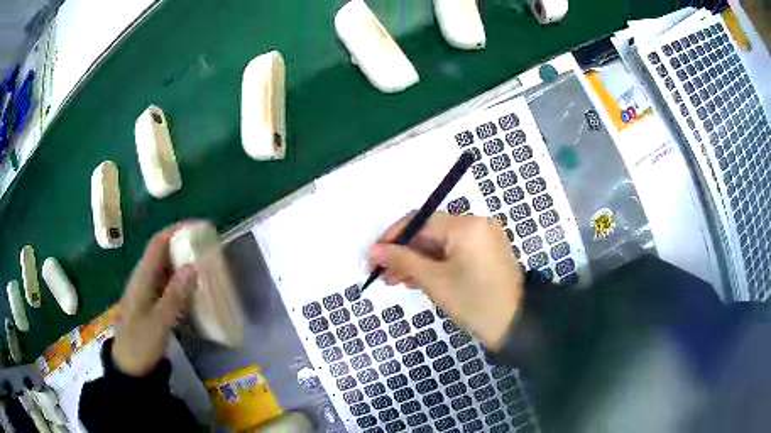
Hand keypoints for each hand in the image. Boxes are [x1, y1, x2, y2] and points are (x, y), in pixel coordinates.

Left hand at [112, 225, 196, 376]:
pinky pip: (169, 284)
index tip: (199, 227)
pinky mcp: (153, 303)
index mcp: (142, 277)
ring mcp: (148, 291)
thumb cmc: (140, 343)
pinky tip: (196, 288)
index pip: (158, 242)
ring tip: (207, 264)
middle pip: (164, 252)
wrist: (130, 366)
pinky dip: (183, 281)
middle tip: (209, 247)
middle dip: (184, 245)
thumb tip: (193, 267)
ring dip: (185, 263)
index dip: (177, 230)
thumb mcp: (159, 322)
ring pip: (168, 268)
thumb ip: (174, 295)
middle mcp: (144, 278)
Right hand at [368, 212, 523, 350]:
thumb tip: (373, 251)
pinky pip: (455, 253)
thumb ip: (402, 261)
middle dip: (405, 253)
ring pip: (442, 245)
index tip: (373, 256)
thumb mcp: (434, 281)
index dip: (393, 238)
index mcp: (467, 225)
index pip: (420, 221)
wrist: (515, 326)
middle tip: (383, 274)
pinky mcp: (487, 254)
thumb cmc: (473, 302)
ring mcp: (484, 239)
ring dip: (418, 261)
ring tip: (397, 281)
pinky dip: (436, 265)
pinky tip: (419, 279)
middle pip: (431, 233)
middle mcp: (477, 224)